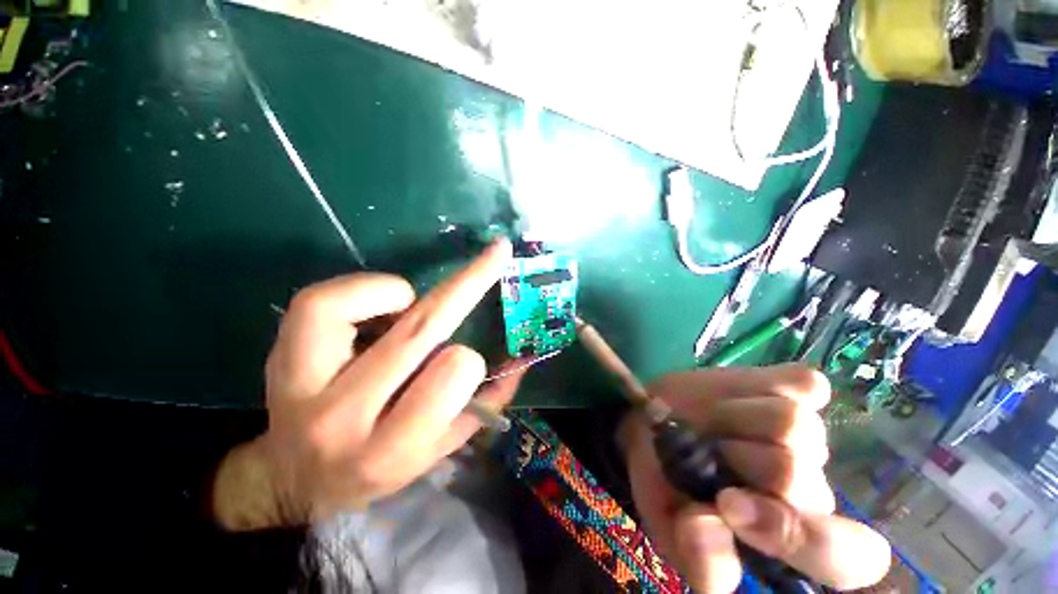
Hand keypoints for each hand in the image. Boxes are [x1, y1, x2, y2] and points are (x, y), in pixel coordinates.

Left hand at [212, 239, 522, 529]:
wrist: (295, 482)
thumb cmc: (379, 467)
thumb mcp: (440, 450)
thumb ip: (486, 407)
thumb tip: (520, 360)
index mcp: (391, 448)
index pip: (451, 375)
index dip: (468, 358)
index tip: (468, 355)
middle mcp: (343, 415)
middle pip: (419, 329)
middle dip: (470, 281)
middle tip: (497, 252)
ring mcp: (300, 382)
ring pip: (362, 303)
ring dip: (403, 295)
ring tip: (406, 309)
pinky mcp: (280, 355)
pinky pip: (322, 300)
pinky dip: (361, 291)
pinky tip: (375, 309)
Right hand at [621, 365, 890, 591]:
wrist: (651, 422)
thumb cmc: (663, 480)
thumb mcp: (670, 528)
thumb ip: (698, 557)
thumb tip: (706, 527)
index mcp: (786, 537)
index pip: (848, 559)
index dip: (797, 536)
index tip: (727, 505)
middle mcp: (809, 487)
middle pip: (801, 478)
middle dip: (737, 459)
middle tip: (704, 448)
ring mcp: (809, 435)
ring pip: (797, 425)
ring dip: (736, 420)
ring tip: (712, 422)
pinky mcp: (797, 389)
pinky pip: (806, 384)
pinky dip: (764, 387)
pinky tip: (741, 397)